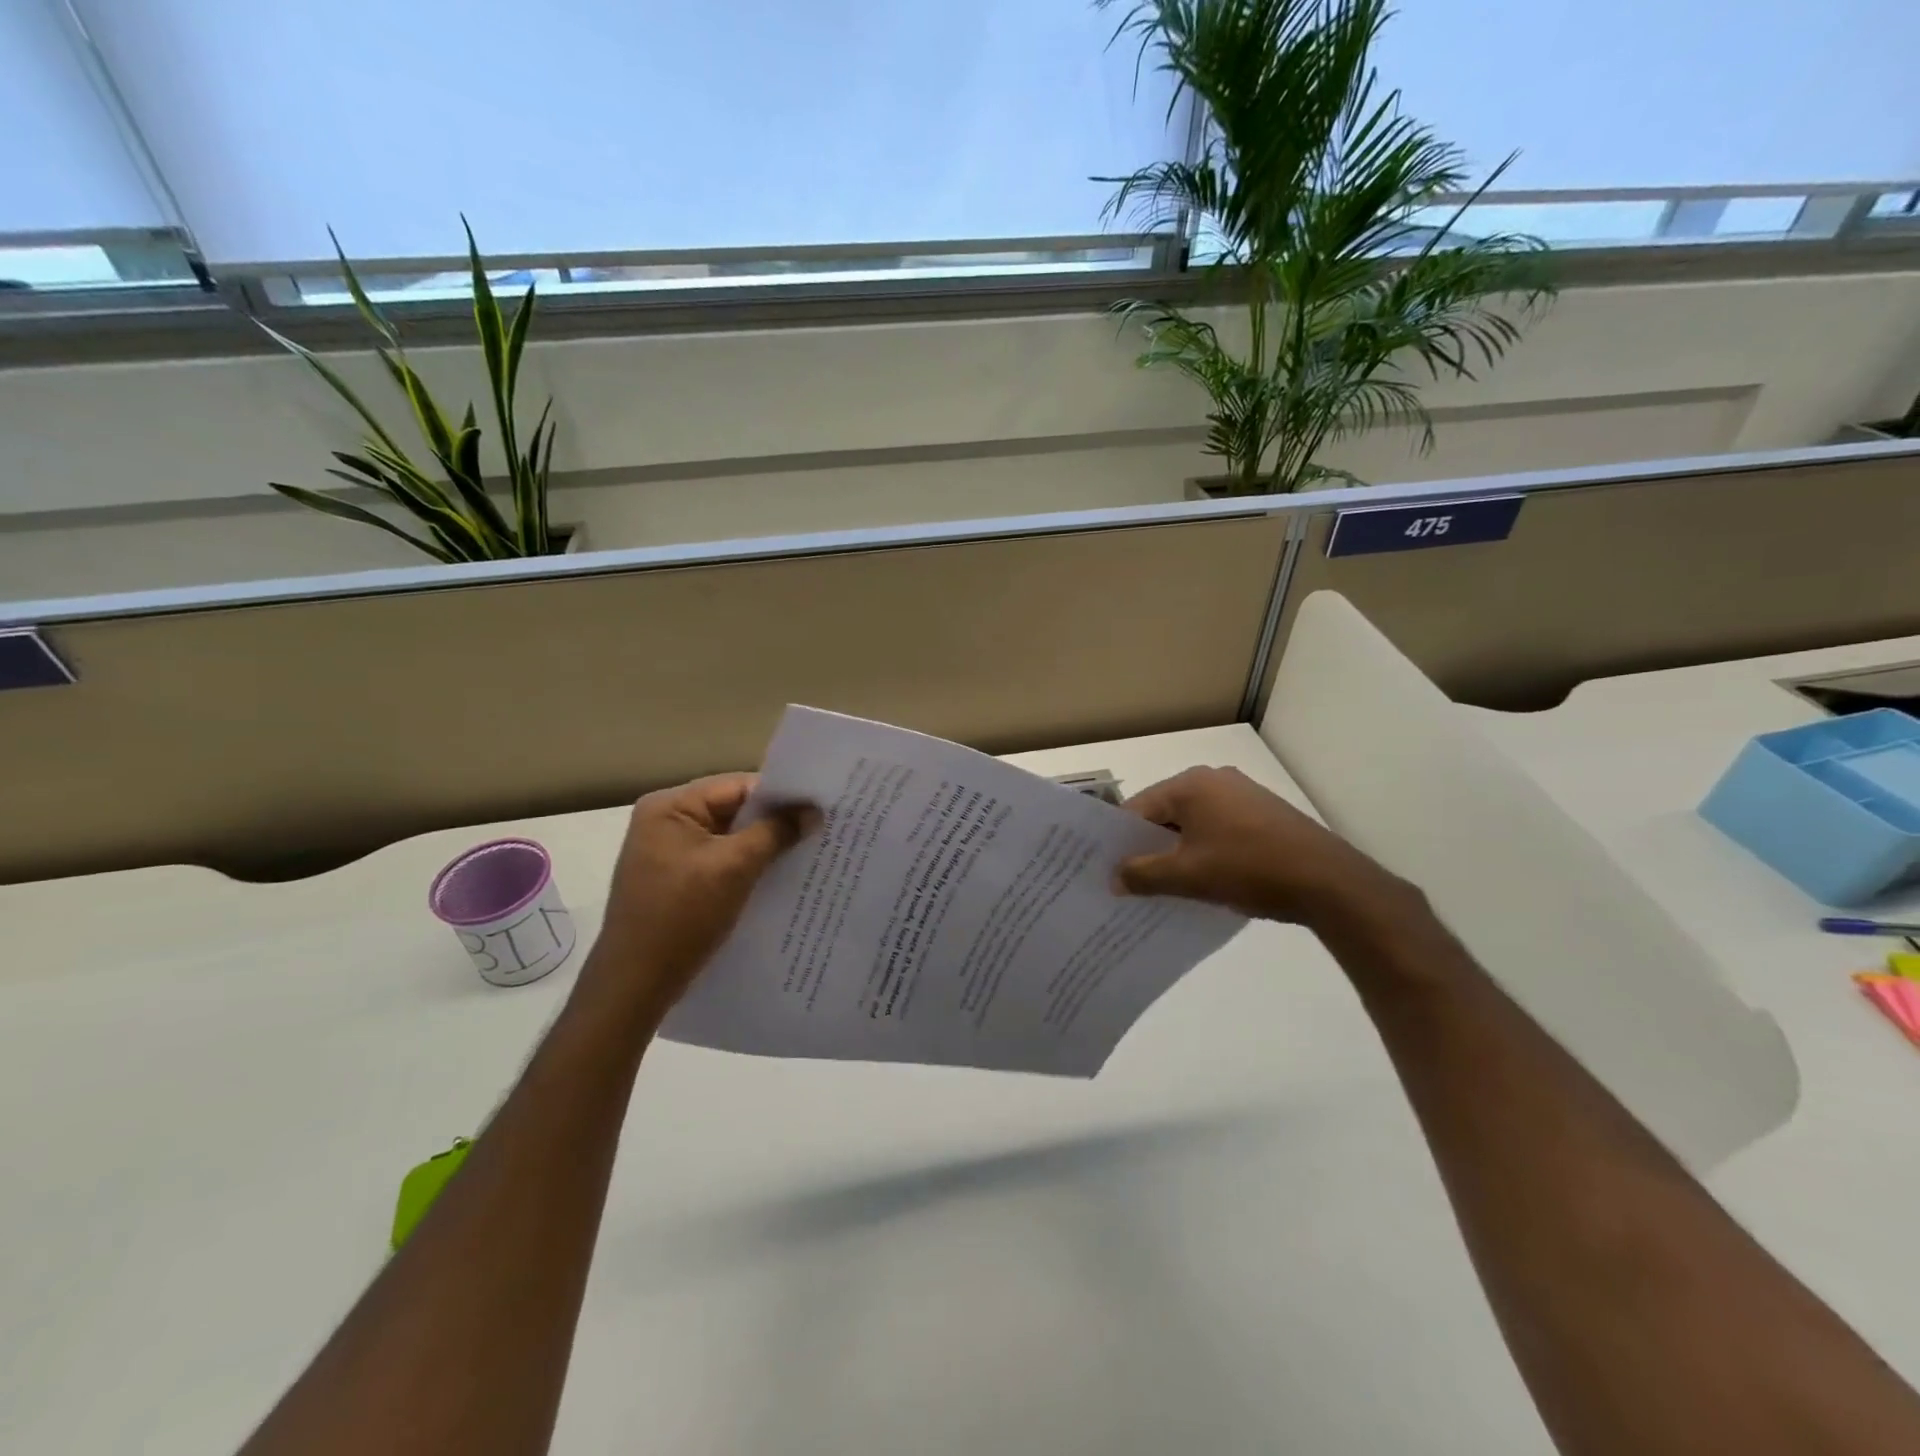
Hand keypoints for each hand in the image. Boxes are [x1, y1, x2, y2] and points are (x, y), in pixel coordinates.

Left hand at [586, 774, 815, 1019]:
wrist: (635, 985)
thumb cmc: (681, 917)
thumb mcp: (734, 868)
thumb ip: (775, 832)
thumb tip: (814, 810)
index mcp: (669, 806)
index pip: (736, 787)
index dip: (780, 796)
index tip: (820, 806)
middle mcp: (665, 822)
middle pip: (733, 810)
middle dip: (774, 822)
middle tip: (821, 827)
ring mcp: (668, 853)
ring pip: (729, 838)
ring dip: (763, 846)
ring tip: (808, 850)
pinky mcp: (676, 881)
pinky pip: (720, 861)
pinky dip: (747, 867)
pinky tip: (778, 876)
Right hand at [1116, 766, 1407, 927]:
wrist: (1329, 882)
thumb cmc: (1248, 869)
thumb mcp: (1187, 876)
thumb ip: (1142, 875)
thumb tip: (1114, 879)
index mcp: (1191, 785)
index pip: (1138, 808)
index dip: (1119, 841)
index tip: (1106, 869)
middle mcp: (1215, 780)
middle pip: (1165, 814)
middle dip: (1148, 847)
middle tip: (1130, 881)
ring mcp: (1243, 795)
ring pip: (1193, 824)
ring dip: (1177, 852)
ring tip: (1164, 887)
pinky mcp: (1264, 815)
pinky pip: (1218, 830)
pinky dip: (1204, 852)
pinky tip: (1204, 881)